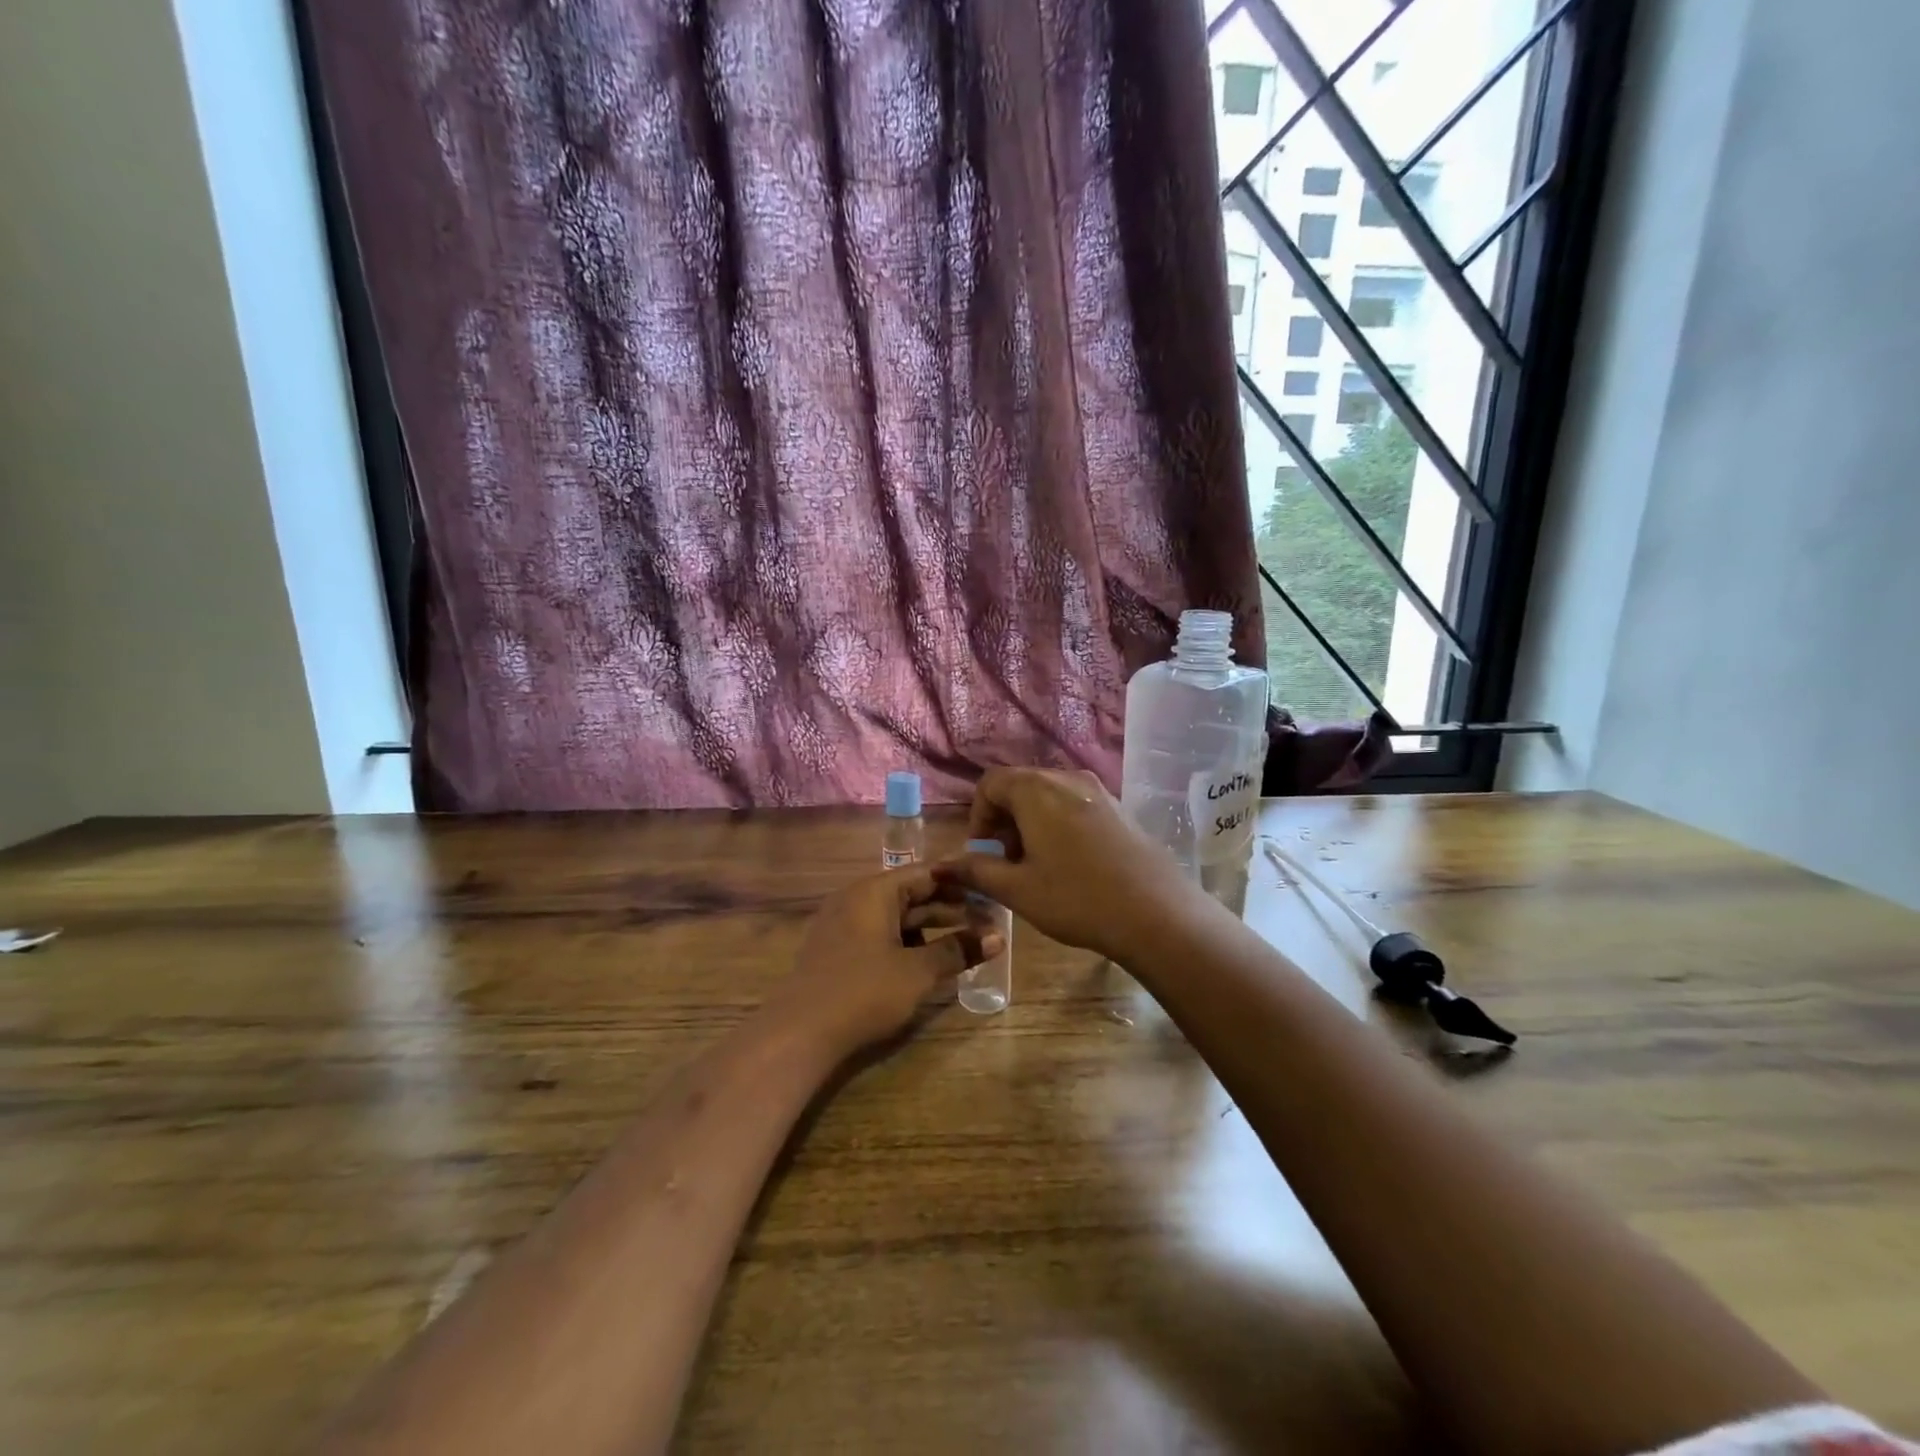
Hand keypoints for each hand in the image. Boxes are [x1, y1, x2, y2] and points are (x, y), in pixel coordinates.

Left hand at [770, 866, 1001, 1056]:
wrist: (799, 1033)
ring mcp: (842, 924)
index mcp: (874, 891)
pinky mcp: (836, 950)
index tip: (990, 890)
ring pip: (895, 917)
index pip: (925, 873)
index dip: (960, 881)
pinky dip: (907, 942)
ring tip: (965, 942)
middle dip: (949, 908)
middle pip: (911, 894)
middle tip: (987, 921)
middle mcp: (856, 898)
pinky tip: (928, 961)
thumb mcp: (918, 972)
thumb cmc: (864, 992)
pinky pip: (879, 934)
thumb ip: (958, 950)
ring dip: (930, 928)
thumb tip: (999, 938)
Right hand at [933, 767, 1199, 961]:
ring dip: (1031, 822)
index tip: (983, 853)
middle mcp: (1066, 779)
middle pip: (1020, 785)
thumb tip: (941, 865)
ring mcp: (1097, 790)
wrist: (1156, 913)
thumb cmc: (1076, 899)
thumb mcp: (1018, 890)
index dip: (978, 816)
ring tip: (1036, 865)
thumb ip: (976, 872)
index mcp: (1036, 790)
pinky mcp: (1119, 807)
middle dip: (1004, 820)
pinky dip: (1058, 823)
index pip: (990, 783)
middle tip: (1006, 862)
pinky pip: (1074, 804)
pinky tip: (1070, 863)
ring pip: (1048, 795)